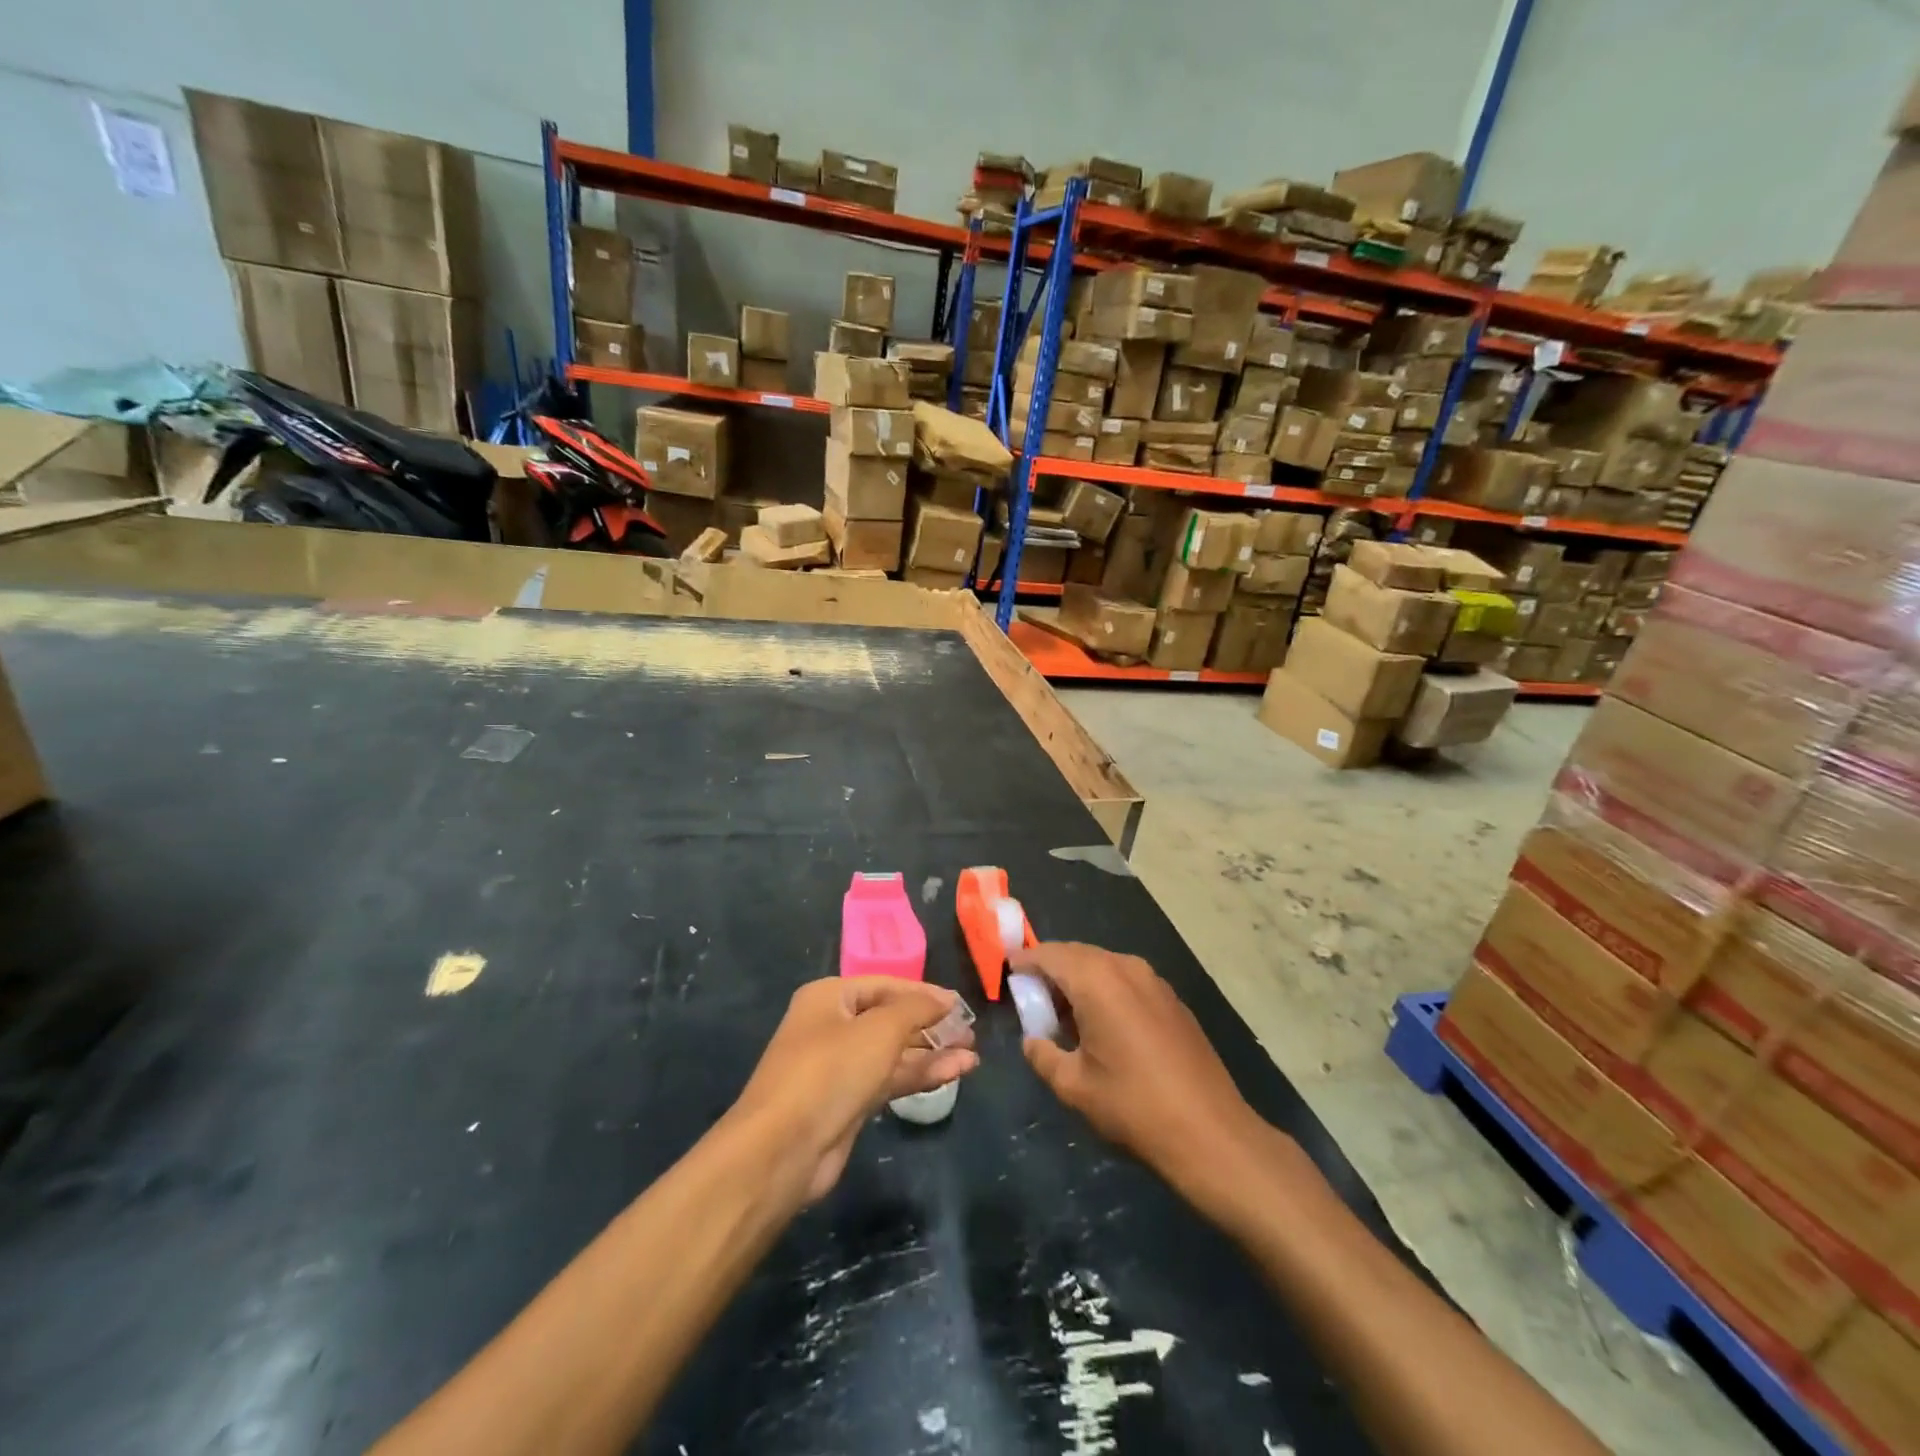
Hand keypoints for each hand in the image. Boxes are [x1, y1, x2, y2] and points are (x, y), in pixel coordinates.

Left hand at [730, 977, 977, 1204]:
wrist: (783, 1150)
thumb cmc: (831, 1071)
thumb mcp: (880, 1029)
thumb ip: (916, 1009)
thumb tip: (944, 999)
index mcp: (829, 997)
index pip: (885, 985)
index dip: (924, 993)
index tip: (960, 1005)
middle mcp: (832, 1026)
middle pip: (890, 1019)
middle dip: (930, 1026)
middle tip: (969, 1033)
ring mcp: (838, 1067)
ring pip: (893, 1053)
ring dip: (931, 1053)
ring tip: (972, 1056)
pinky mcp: (847, 1102)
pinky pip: (889, 1080)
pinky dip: (919, 1076)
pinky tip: (953, 1074)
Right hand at [1012, 942, 1262, 1187]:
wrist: (1211, 1132)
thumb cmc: (1133, 1106)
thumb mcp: (1074, 1086)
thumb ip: (1043, 1055)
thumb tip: (1033, 1040)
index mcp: (1096, 980)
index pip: (1050, 954)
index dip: (1025, 961)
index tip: (1007, 972)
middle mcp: (1126, 967)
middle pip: (1077, 954)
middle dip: (1052, 970)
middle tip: (1032, 999)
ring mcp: (1154, 981)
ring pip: (1104, 965)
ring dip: (1079, 980)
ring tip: (1064, 1015)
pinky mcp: (1172, 1000)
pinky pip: (1127, 980)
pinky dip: (1105, 990)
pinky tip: (1102, 1025)